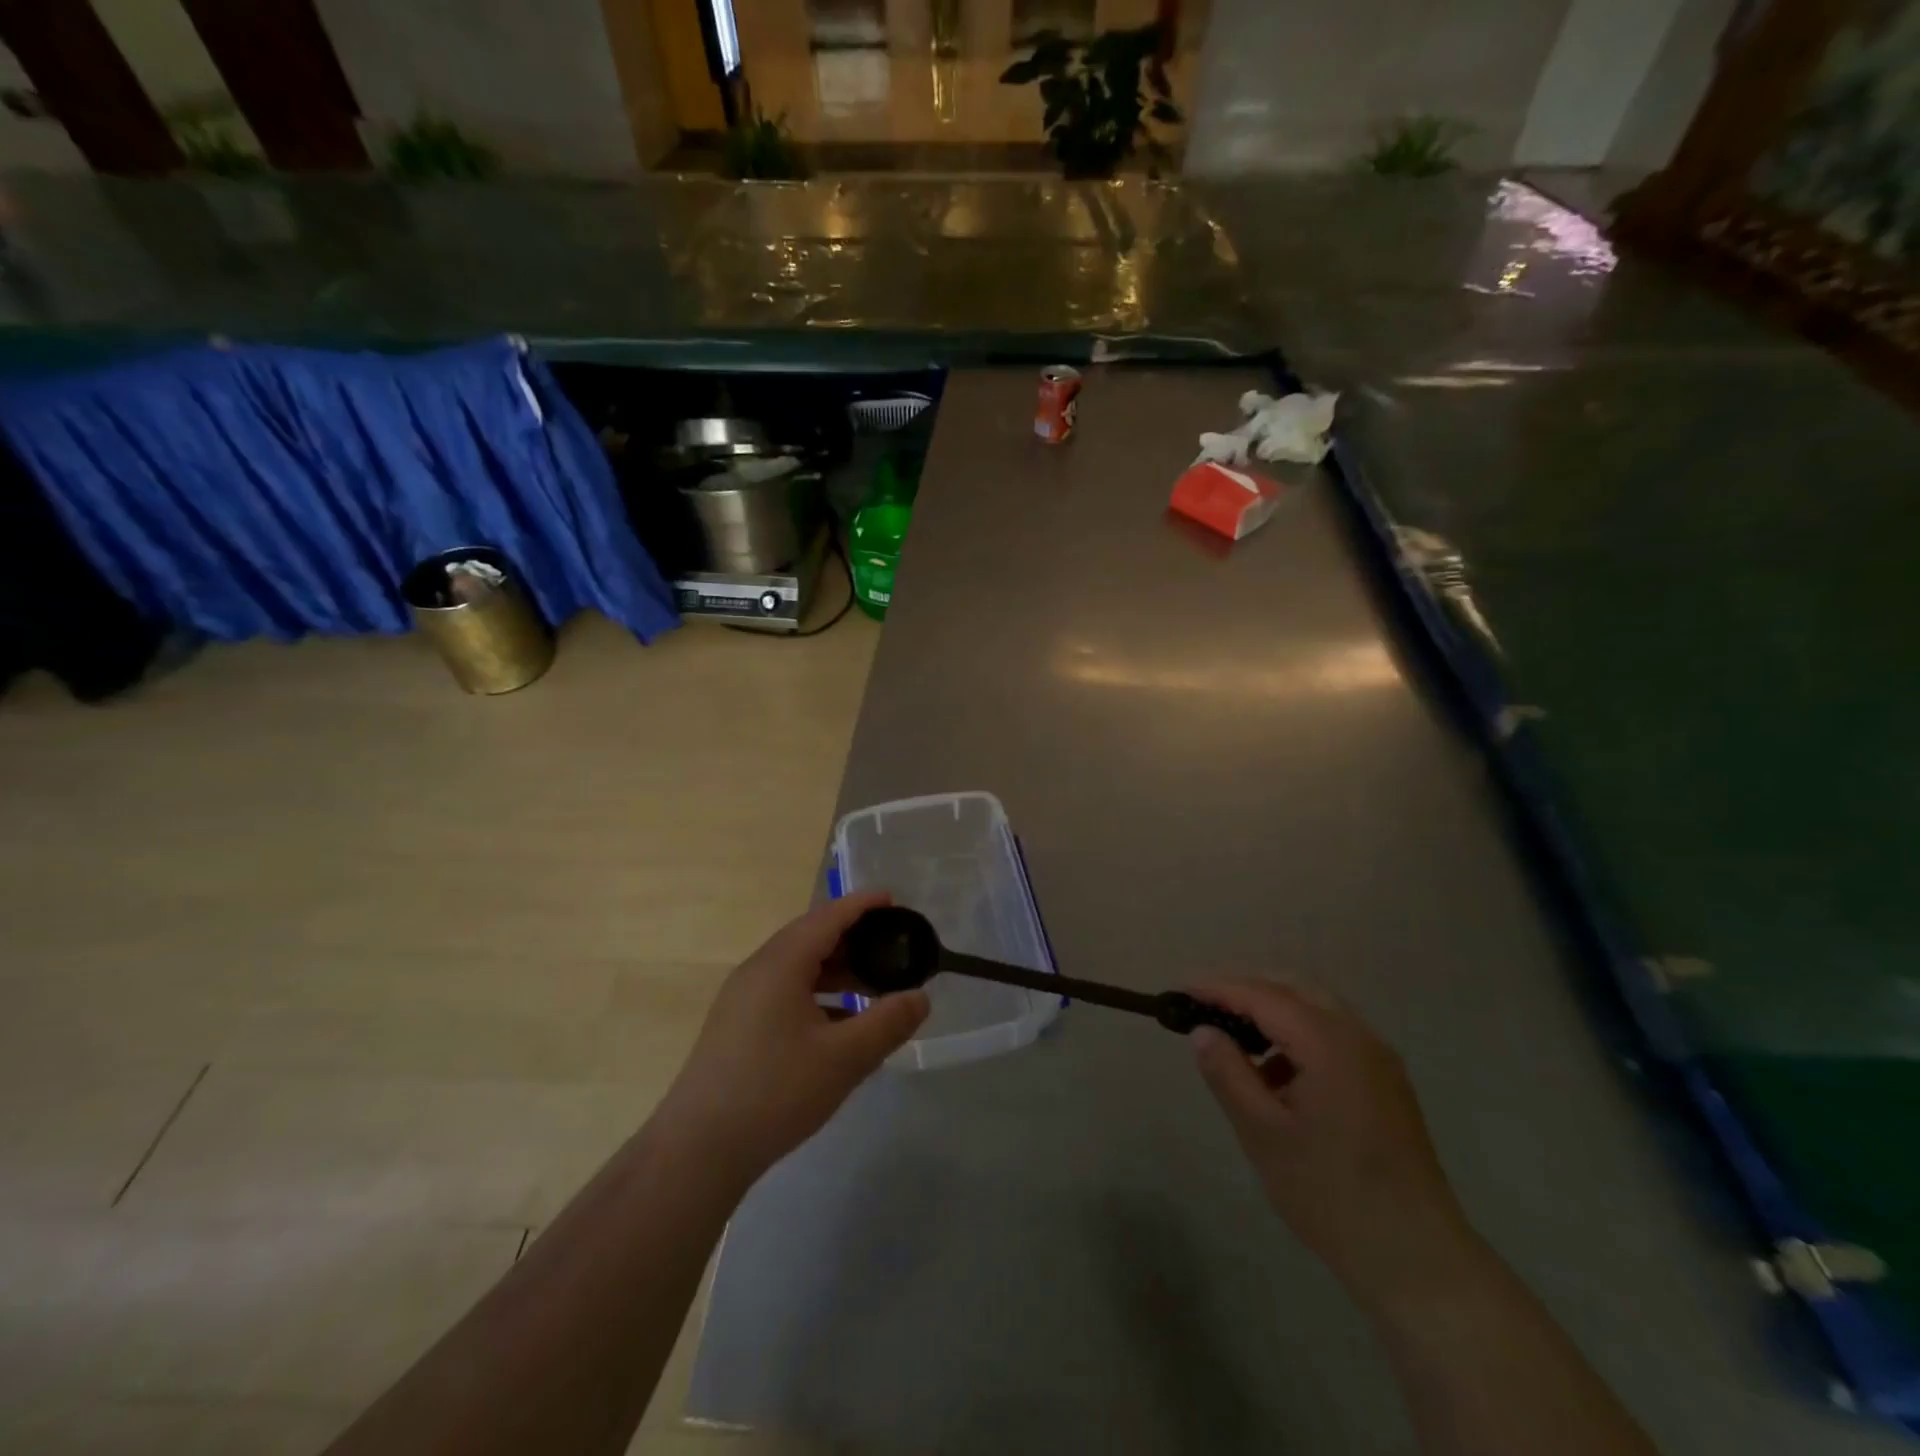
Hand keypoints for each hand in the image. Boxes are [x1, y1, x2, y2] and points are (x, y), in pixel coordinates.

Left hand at [657, 892, 929, 1187]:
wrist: (698, 1150)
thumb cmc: (775, 1092)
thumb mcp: (844, 1058)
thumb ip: (888, 1022)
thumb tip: (920, 997)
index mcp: (781, 963)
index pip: (828, 917)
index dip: (862, 905)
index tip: (894, 900)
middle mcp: (758, 969)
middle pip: (811, 936)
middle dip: (853, 938)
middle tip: (892, 948)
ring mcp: (743, 998)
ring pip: (797, 966)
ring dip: (836, 969)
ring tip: (872, 985)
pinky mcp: (737, 1025)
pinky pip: (785, 990)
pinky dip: (817, 993)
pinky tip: (838, 1023)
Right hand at [1188, 978, 1476, 1310]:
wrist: (1418, 1260)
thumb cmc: (1331, 1194)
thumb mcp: (1263, 1134)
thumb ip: (1228, 1074)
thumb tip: (1203, 1032)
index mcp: (1330, 1044)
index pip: (1263, 996)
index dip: (1218, 988)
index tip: (1180, 989)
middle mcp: (1359, 1037)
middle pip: (1294, 988)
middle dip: (1246, 989)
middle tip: (1203, 1004)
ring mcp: (1379, 1059)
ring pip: (1316, 1008)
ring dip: (1273, 1010)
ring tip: (1234, 1038)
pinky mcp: (1386, 1083)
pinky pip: (1334, 1034)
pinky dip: (1298, 1034)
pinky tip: (1276, 1073)